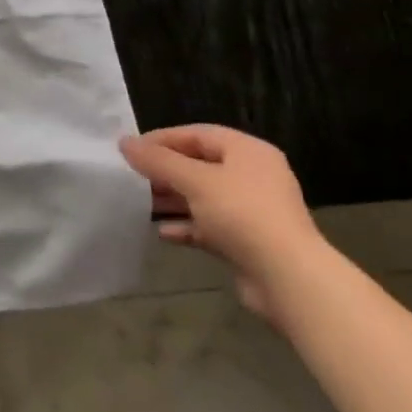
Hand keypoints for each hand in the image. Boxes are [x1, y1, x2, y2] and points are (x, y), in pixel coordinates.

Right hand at [119, 125, 327, 319]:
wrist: (286, 277)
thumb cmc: (241, 215)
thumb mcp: (195, 181)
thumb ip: (158, 161)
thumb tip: (124, 142)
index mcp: (248, 152)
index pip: (198, 134)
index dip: (162, 139)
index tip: (130, 150)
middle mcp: (253, 175)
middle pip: (200, 165)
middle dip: (165, 171)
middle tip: (131, 178)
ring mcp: (252, 209)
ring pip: (203, 196)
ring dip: (172, 199)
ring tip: (140, 204)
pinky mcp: (247, 240)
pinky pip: (210, 225)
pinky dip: (187, 226)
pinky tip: (163, 233)